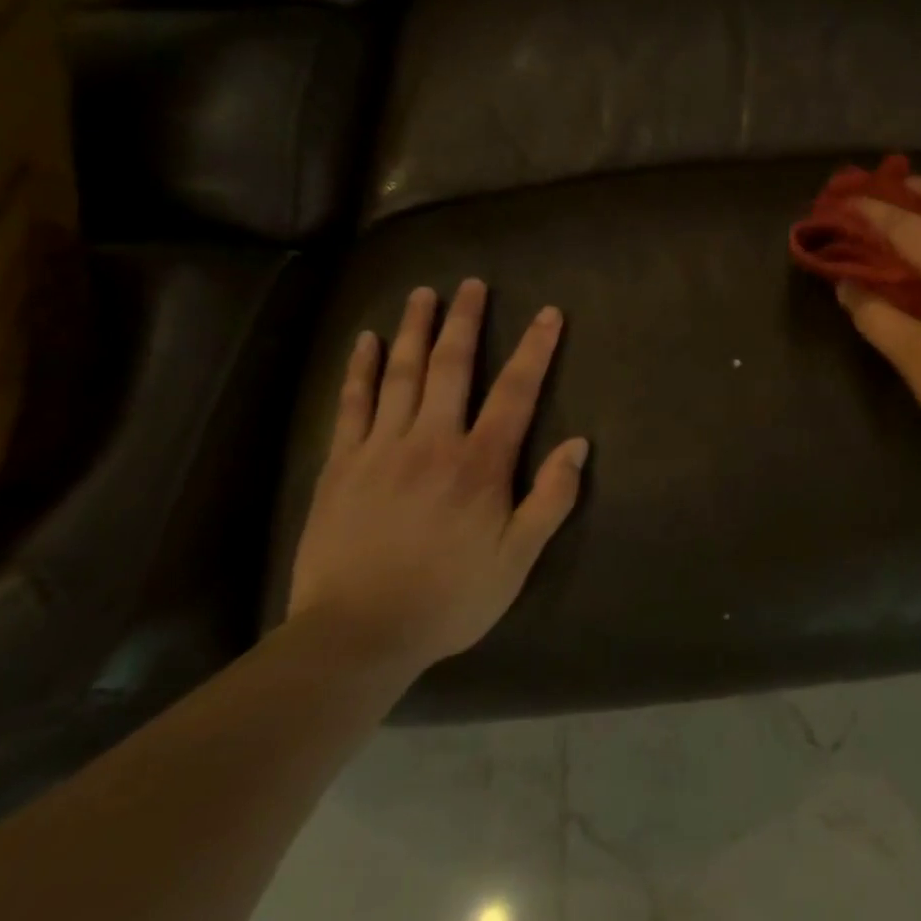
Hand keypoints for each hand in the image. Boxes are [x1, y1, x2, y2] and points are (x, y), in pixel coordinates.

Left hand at [287, 281, 586, 675]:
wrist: (355, 636)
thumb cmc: (448, 598)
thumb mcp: (517, 560)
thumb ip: (551, 499)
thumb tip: (578, 444)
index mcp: (480, 463)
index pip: (516, 391)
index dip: (535, 349)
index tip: (548, 313)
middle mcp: (432, 441)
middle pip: (452, 367)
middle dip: (465, 321)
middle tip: (472, 284)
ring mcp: (382, 449)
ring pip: (402, 374)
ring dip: (415, 330)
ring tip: (423, 294)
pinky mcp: (341, 465)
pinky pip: (352, 405)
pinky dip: (362, 369)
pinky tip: (367, 342)